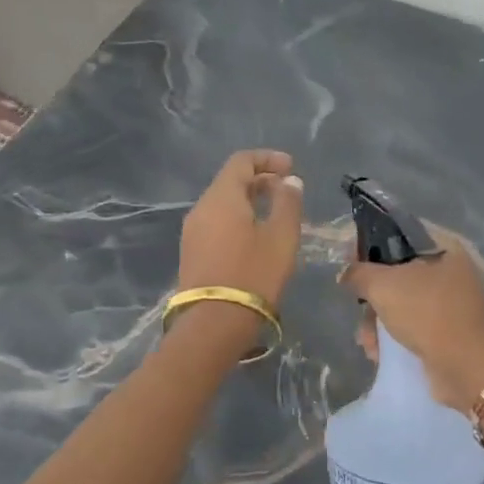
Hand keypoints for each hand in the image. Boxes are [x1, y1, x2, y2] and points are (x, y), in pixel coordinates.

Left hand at [177, 150, 304, 306]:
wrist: (213, 324)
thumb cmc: (253, 274)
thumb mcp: (281, 237)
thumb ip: (288, 203)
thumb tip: (289, 181)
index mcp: (221, 197)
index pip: (241, 161)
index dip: (267, 158)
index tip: (291, 168)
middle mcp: (201, 208)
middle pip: (230, 181)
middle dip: (260, 179)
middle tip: (288, 191)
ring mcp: (192, 232)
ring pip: (223, 203)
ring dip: (250, 200)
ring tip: (276, 214)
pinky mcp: (192, 253)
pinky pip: (217, 222)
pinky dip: (238, 218)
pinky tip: (256, 236)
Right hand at [341, 238, 483, 411]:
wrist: (463, 367)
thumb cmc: (425, 313)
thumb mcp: (383, 285)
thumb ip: (359, 273)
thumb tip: (345, 273)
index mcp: (445, 251)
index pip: (400, 239)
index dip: (371, 248)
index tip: (350, 264)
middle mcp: (452, 274)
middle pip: (398, 276)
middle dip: (373, 298)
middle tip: (359, 311)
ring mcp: (452, 306)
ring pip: (403, 305)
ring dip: (378, 323)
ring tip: (368, 342)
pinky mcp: (448, 334)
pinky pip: (413, 328)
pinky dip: (394, 338)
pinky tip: (379, 353)